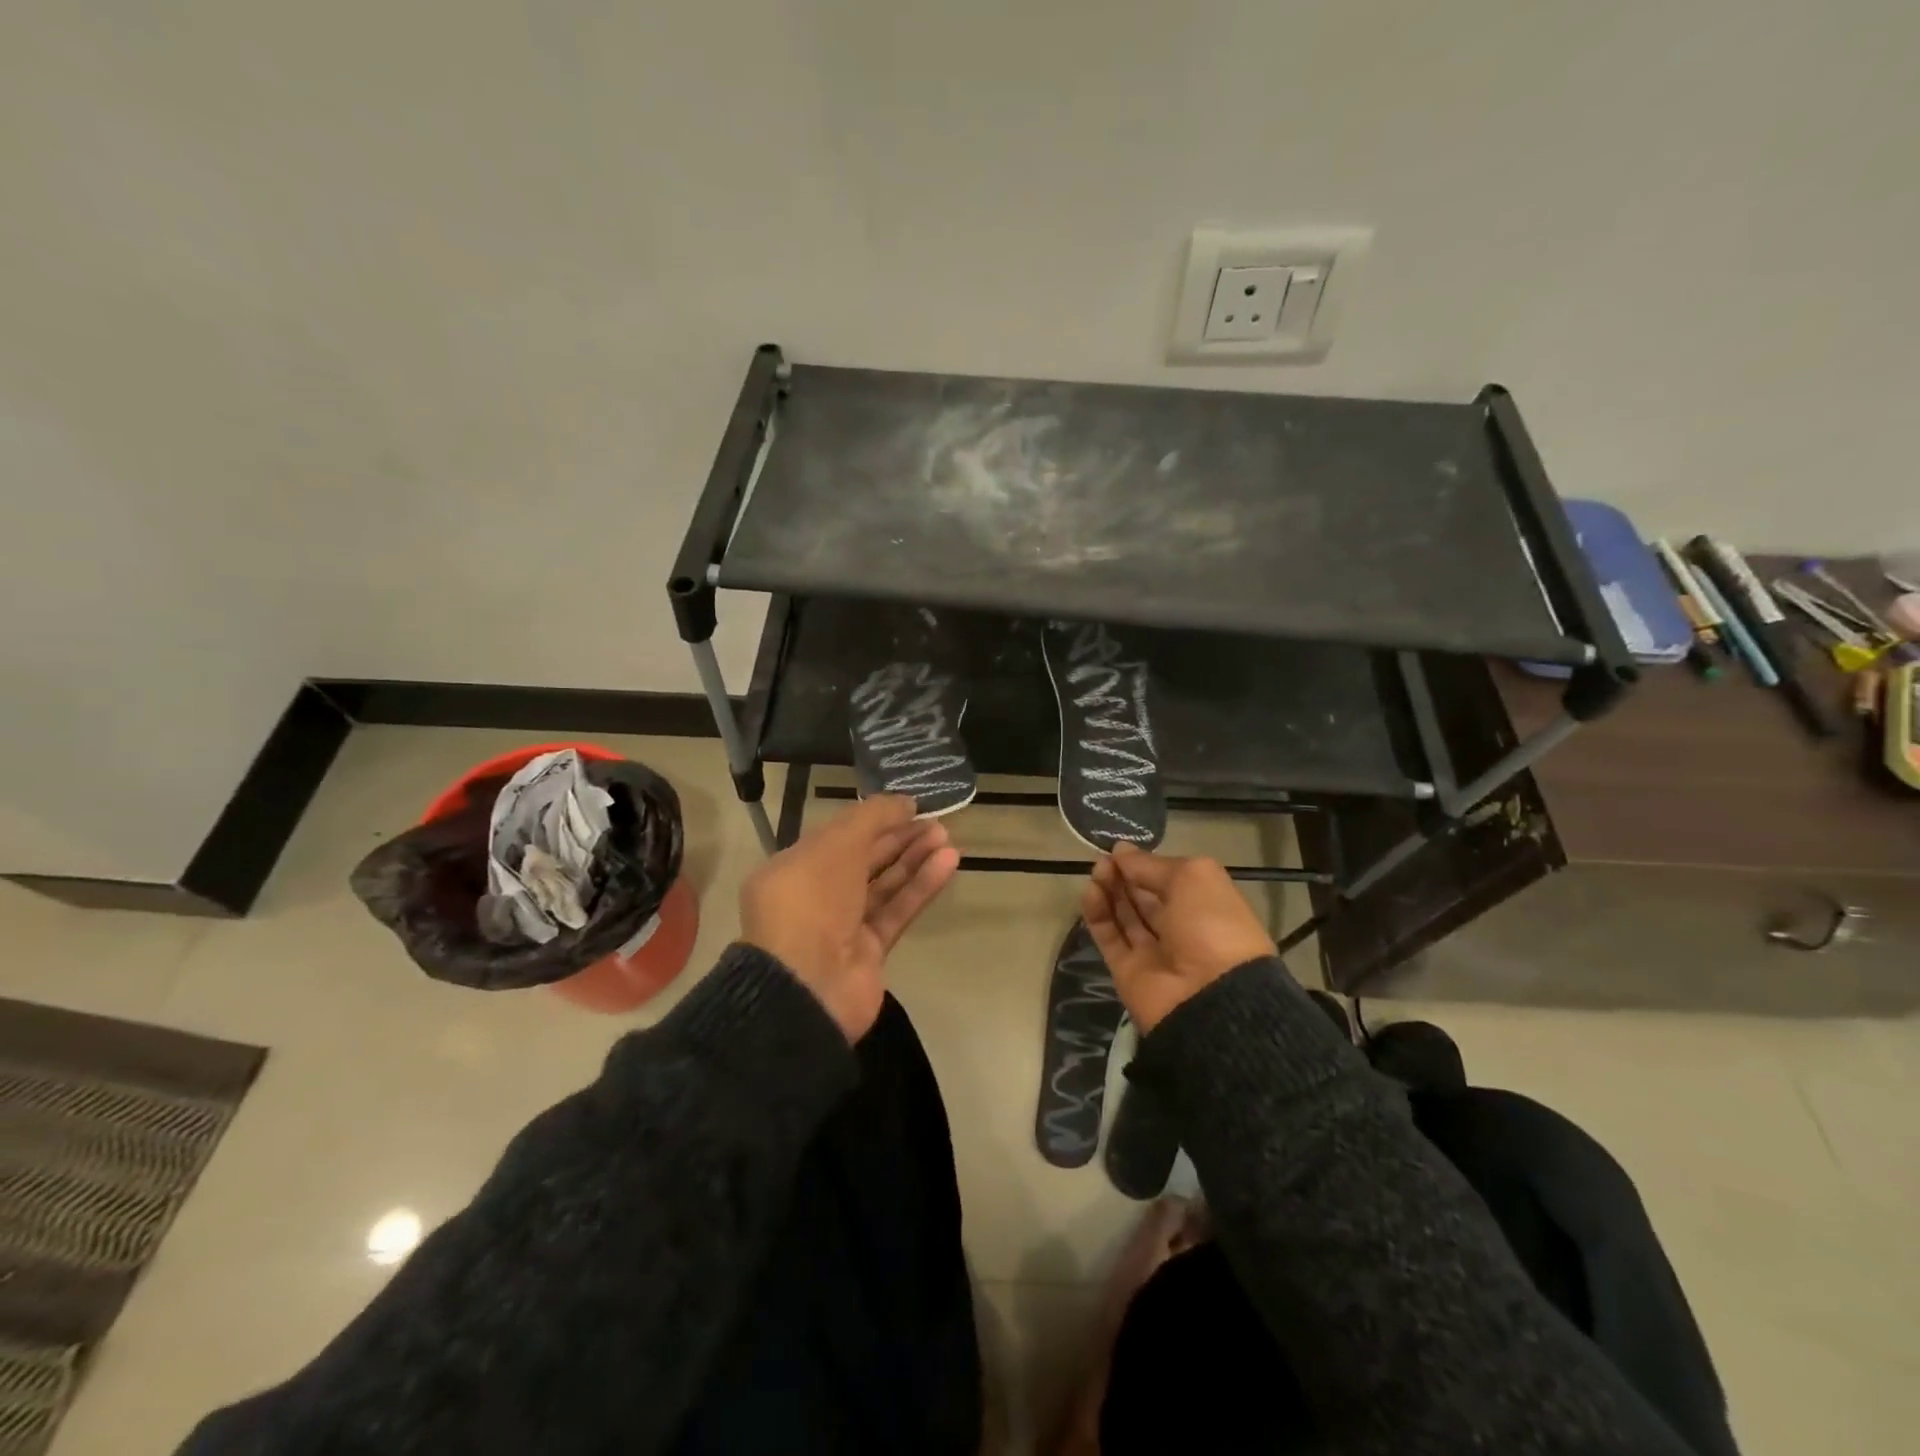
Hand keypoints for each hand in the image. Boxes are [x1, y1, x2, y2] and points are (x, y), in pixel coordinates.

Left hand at [740, 795, 959, 1040]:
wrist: (806, 985)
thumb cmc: (811, 901)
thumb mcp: (835, 845)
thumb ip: (871, 818)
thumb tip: (904, 802)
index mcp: (794, 868)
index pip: (838, 837)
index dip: (874, 819)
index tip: (908, 806)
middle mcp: (816, 896)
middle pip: (863, 860)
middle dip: (898, 838)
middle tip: (935, 821)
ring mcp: (842, 927)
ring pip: (884, 886)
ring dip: (914, 860)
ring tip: (946, 837)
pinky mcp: (869, 952)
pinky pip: (897, 911)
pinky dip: (921, 887)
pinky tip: (947, 862)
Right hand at [1081, 844, 1276, 1032]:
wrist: (1211, 997)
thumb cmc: (1212, 925)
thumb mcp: (1192, 878)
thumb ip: (1152, 865)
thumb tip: (1120, 851)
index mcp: (1205, 906)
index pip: (1169, 880)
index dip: (1145, 864)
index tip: (1120, 850)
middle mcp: (1180, 928)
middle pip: (1143, 897)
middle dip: (1123, 875)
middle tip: (1103, 860)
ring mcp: (1152, 952)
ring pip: (1124, 916)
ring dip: (1109, 890)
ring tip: (1096, 872)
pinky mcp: (1127, 971)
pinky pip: (1109, 938)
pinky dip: (1097, 914)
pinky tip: (1090, 892)